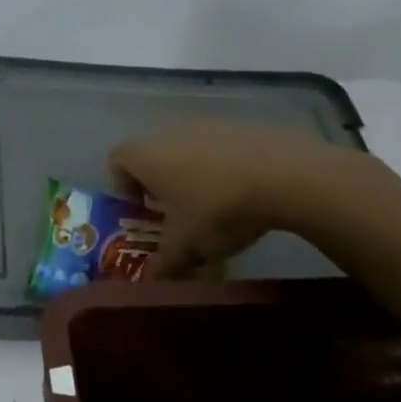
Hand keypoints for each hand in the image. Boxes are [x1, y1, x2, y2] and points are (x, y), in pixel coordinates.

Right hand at [108, 121, 370, 277]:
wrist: (284, 174)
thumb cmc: (218, 208)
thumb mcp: (186, 246)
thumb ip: (164, 263)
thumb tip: (153, 277)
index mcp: (146, 156)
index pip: (116, 160)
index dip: (122, 186)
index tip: (143, 211)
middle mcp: (169, 132)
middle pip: (153, 154)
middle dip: (161, 184)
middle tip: (178, 214)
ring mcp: (207, 125)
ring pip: (188, 150)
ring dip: (194, 174)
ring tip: (216, 206)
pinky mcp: (240, 126)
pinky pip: (220, 147)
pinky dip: (224, 167)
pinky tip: (246, 192)